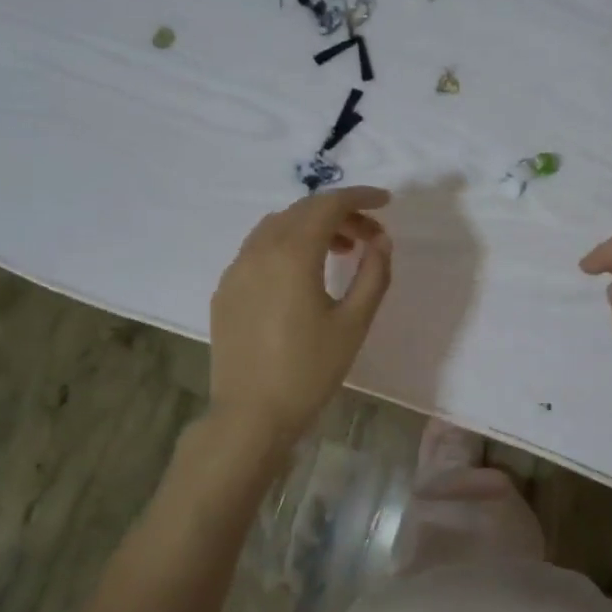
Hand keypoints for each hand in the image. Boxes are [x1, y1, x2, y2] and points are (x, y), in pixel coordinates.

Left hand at [210, 187, 392, 446]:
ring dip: (311, 228)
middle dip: (340, 213)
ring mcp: (236, 269)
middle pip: (302, 211)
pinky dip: (286, 245)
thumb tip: (380, 242)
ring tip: (340, 252)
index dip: (360, 197)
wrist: (251, 415)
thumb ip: (373, 275)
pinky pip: (258, 249)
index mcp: (292, 254)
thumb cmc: (309, 370)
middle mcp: (259, 250)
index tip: (386, 202)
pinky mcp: (225, 290)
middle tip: (370, 236)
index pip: (328, 205)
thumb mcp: (354, 323)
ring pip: (277, 227)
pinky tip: (303, 275)